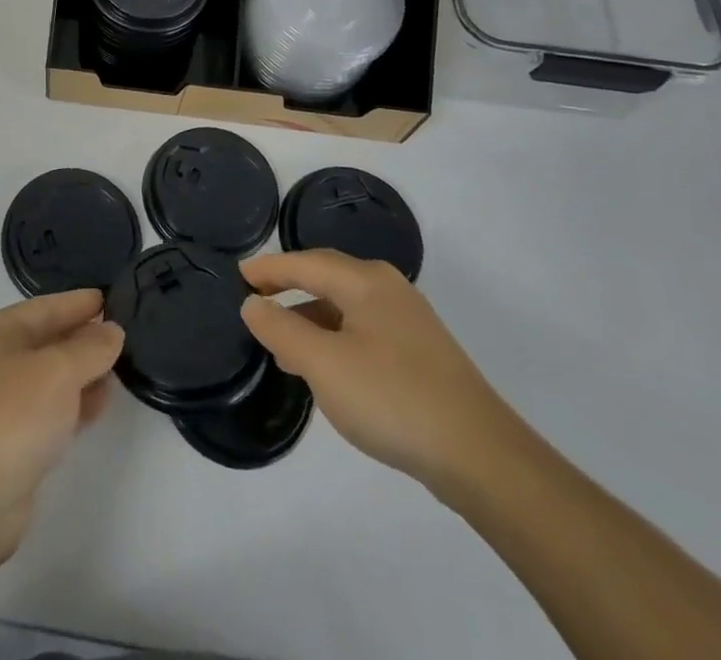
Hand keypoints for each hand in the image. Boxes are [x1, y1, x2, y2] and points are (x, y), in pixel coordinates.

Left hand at [0, 289, 122, 565]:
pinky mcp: (12, 442)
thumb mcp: (58, 371)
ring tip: (120, 367)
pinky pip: (50, 410)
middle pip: (47, 340)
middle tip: (123, 331)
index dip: (78, 303)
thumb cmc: (11, 418)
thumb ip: (90, 348)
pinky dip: (75, 403)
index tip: (112, 297)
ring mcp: (1, 404)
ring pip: (50, 377)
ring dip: (83, 372)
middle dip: (83, 336)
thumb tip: (112, 330)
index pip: (44, 307)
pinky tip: (101, 403)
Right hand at [240, 250, 519, 495]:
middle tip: (255, 303)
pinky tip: (327, 371)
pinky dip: (335, 340)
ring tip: (282, 347)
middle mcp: (388, 290)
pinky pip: (363, 333)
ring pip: (346, 309)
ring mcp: (409, 323)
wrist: (482, 457)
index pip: (305, 262)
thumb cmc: (392, 398)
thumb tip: (252, 304)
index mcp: (365, 281)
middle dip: (289, 289)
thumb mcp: (323, 364)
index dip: (269, 268)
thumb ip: (281, 329)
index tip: (239, 275)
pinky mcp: (421, 356)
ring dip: (310, 320)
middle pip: (327, 279)